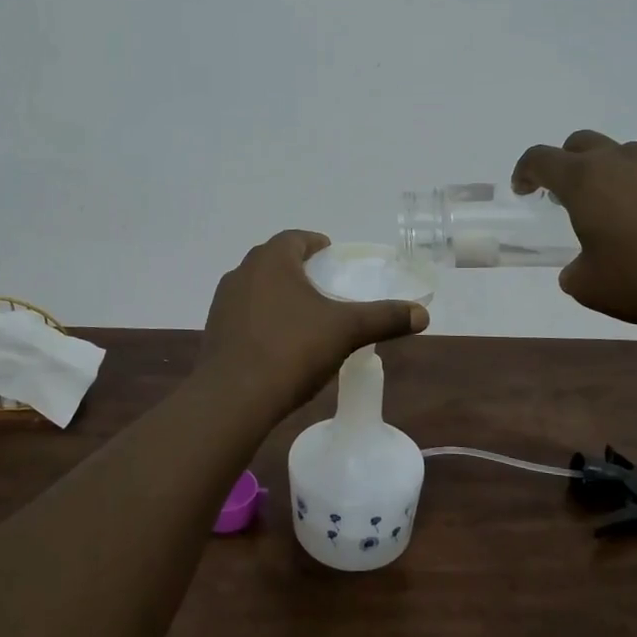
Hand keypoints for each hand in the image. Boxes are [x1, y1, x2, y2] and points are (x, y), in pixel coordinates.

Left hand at [198, 231, 429, 412]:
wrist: (233, 398)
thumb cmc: (291, 350)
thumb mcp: (346, 332)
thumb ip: (383, 318)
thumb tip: (422, 314)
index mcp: (271, 260)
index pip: (294, 238)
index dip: (315, 243)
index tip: (331, 254)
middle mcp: (242, 273)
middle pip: (274, 260)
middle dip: (297, 268)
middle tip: (322, 284)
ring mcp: (223, 302)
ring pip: (256, 287)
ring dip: (278, 293)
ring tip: (302, 313)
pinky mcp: (214, 330)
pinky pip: (244, 314)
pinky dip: (262, 318)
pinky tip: (278, 341)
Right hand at [512, 132, 636, 326]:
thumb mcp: (591, 288)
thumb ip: (574, 272)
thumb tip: (579, 268)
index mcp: (584, 180)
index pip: (540, 158)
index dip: (525, 171)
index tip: (524, 191)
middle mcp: (620, 161)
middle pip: (582, 142)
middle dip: (567, 162)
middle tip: (567, 194)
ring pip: (626, 152)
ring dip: (614, 171)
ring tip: (620, 204)